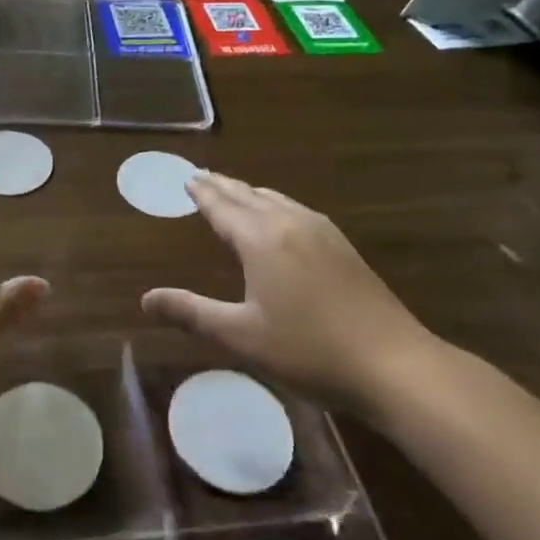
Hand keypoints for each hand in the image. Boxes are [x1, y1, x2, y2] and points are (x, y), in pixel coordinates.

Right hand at [140, 171, 440, 416]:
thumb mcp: (242, 336)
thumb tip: (145, 299)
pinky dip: (274, 203)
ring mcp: (321, 231)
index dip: (202, 193)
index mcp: (260, 239)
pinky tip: (281, 216)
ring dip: (249, 192)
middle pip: (248, 195)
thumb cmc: (309, 350)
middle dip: (223, 186)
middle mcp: (289, 223)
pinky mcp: (342, 245)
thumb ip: (192, 313)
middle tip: (203, 176)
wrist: (394, 363)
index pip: (222, 207)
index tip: (187, 177)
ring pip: (275, 199)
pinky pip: (296, 209)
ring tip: (235, 191)